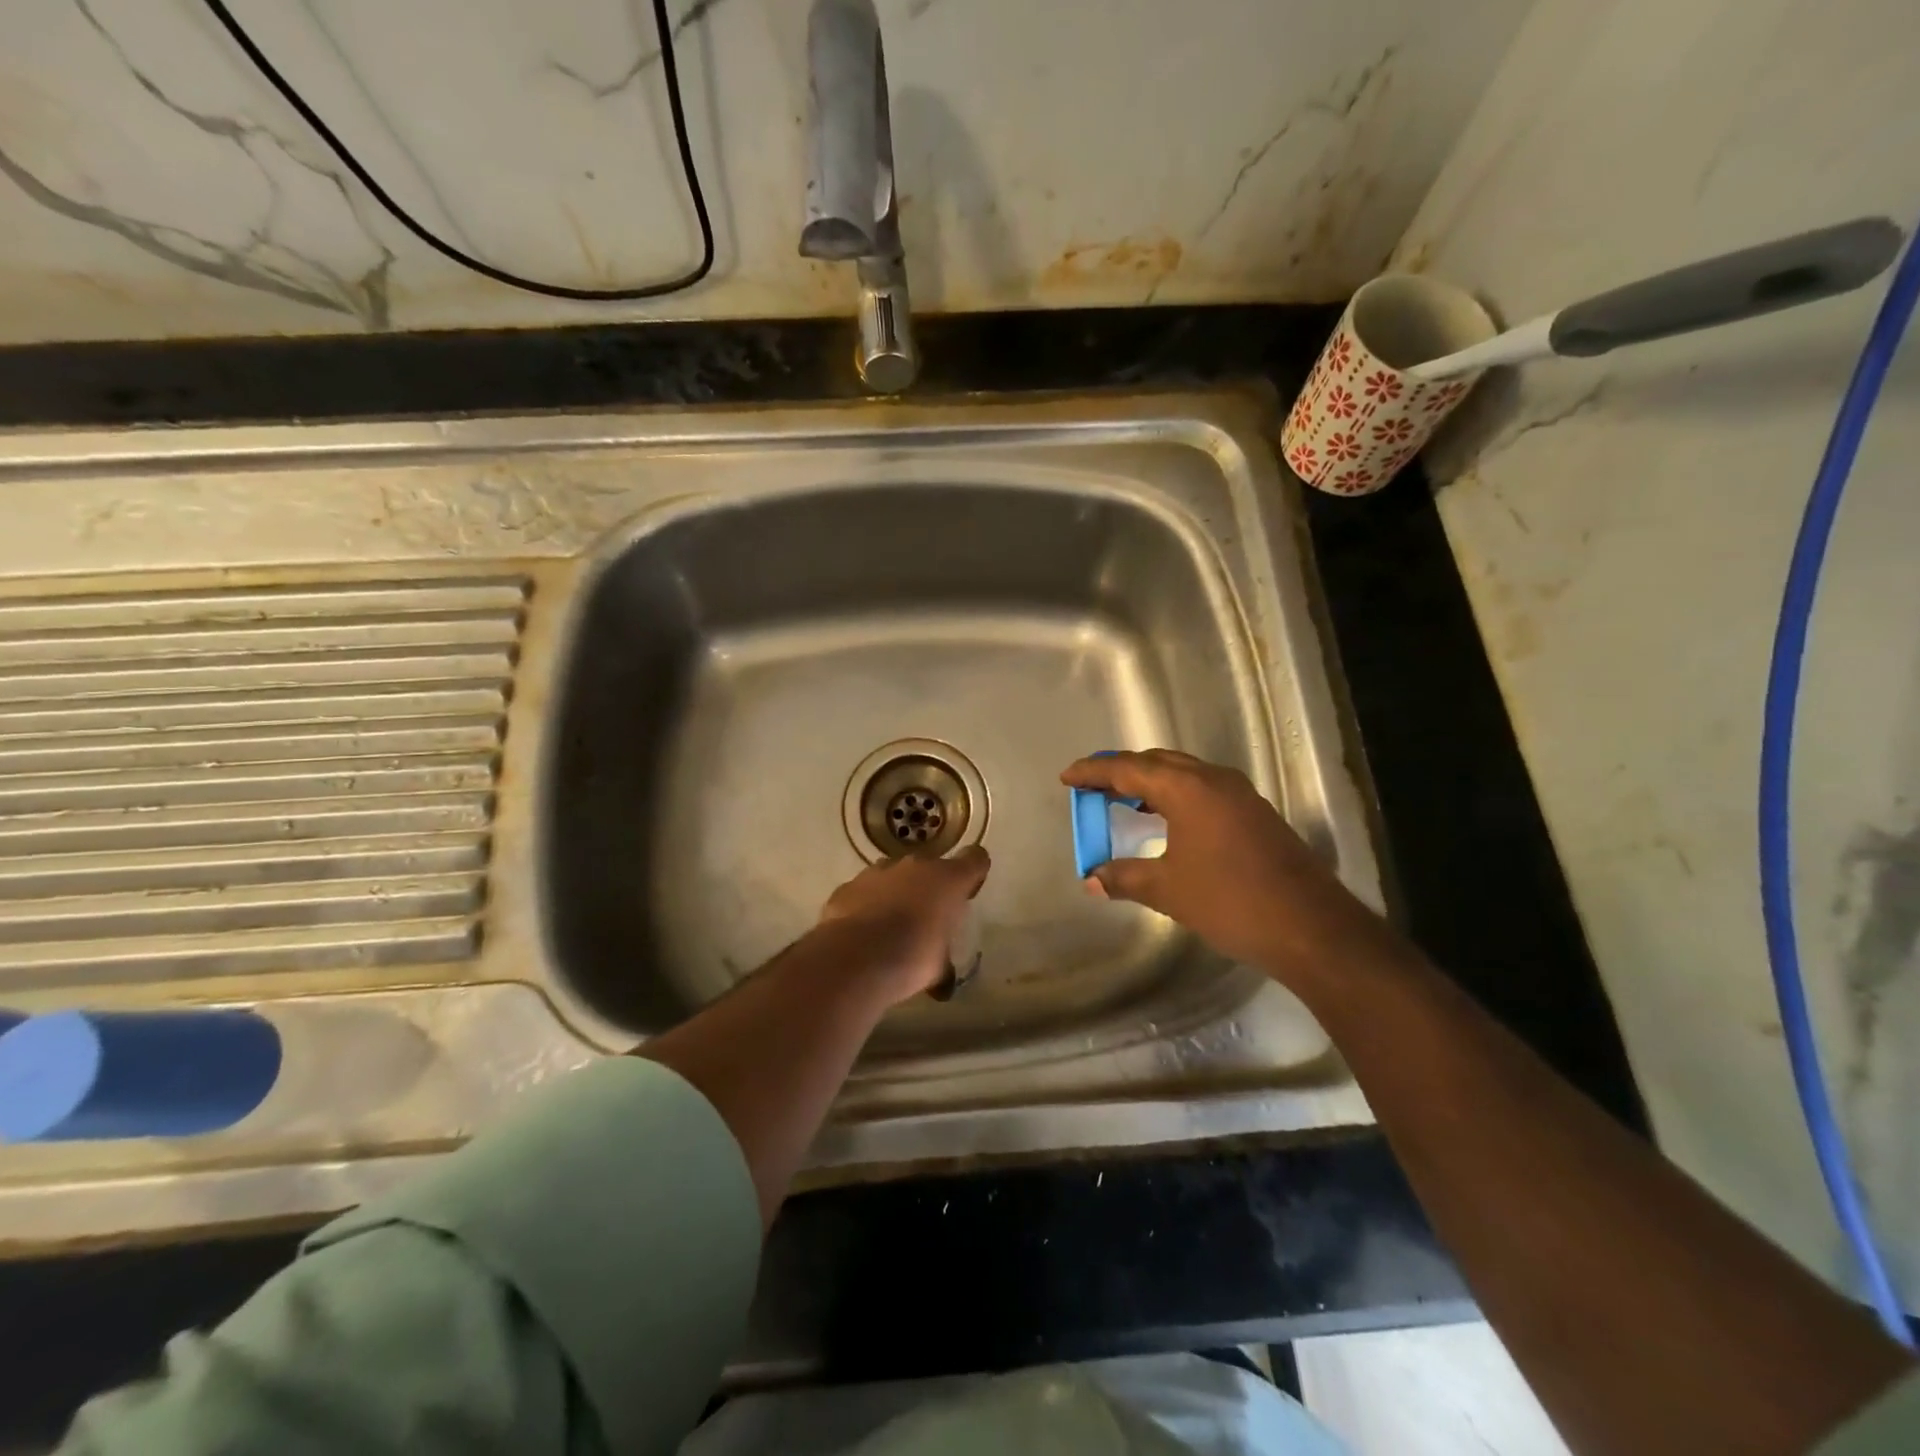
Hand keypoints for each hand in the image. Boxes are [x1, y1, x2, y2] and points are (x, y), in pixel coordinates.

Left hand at [818, 846, 990, 1002]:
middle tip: (927, 917)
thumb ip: (943, 961)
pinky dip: (866, 904)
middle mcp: (916, 866)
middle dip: (930, 887)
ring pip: (894, 875)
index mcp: (948, 880)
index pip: (975, 859)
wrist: (856, 957)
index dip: (974, 872)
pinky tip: (863, 931)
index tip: (968, 891)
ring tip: (891, 926)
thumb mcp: (939, 967)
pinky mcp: (849, 885)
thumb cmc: (912, 958)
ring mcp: (878, 871)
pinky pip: (864, 891)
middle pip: (930, 867)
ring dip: (897, 893)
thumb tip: (944, 982)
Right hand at [1060, 750, 1384, 983]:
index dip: (1093, 772)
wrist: (1310, 928)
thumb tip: (1091, 879)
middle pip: (1157, 762)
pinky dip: (1174, 795)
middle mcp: (1213, 779)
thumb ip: (1124, 877)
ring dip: (1150, 782)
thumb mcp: (1168, 890)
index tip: (1067, 777)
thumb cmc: (1230, 902)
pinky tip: (1166, 820)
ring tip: (1123, 800)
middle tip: (1092, 786)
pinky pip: (1202, 789)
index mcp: (1186, 788)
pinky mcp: (1254, 813)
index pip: (1128, 769)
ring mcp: (1239, 794)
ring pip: (1183, 773)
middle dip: (1121, 771)